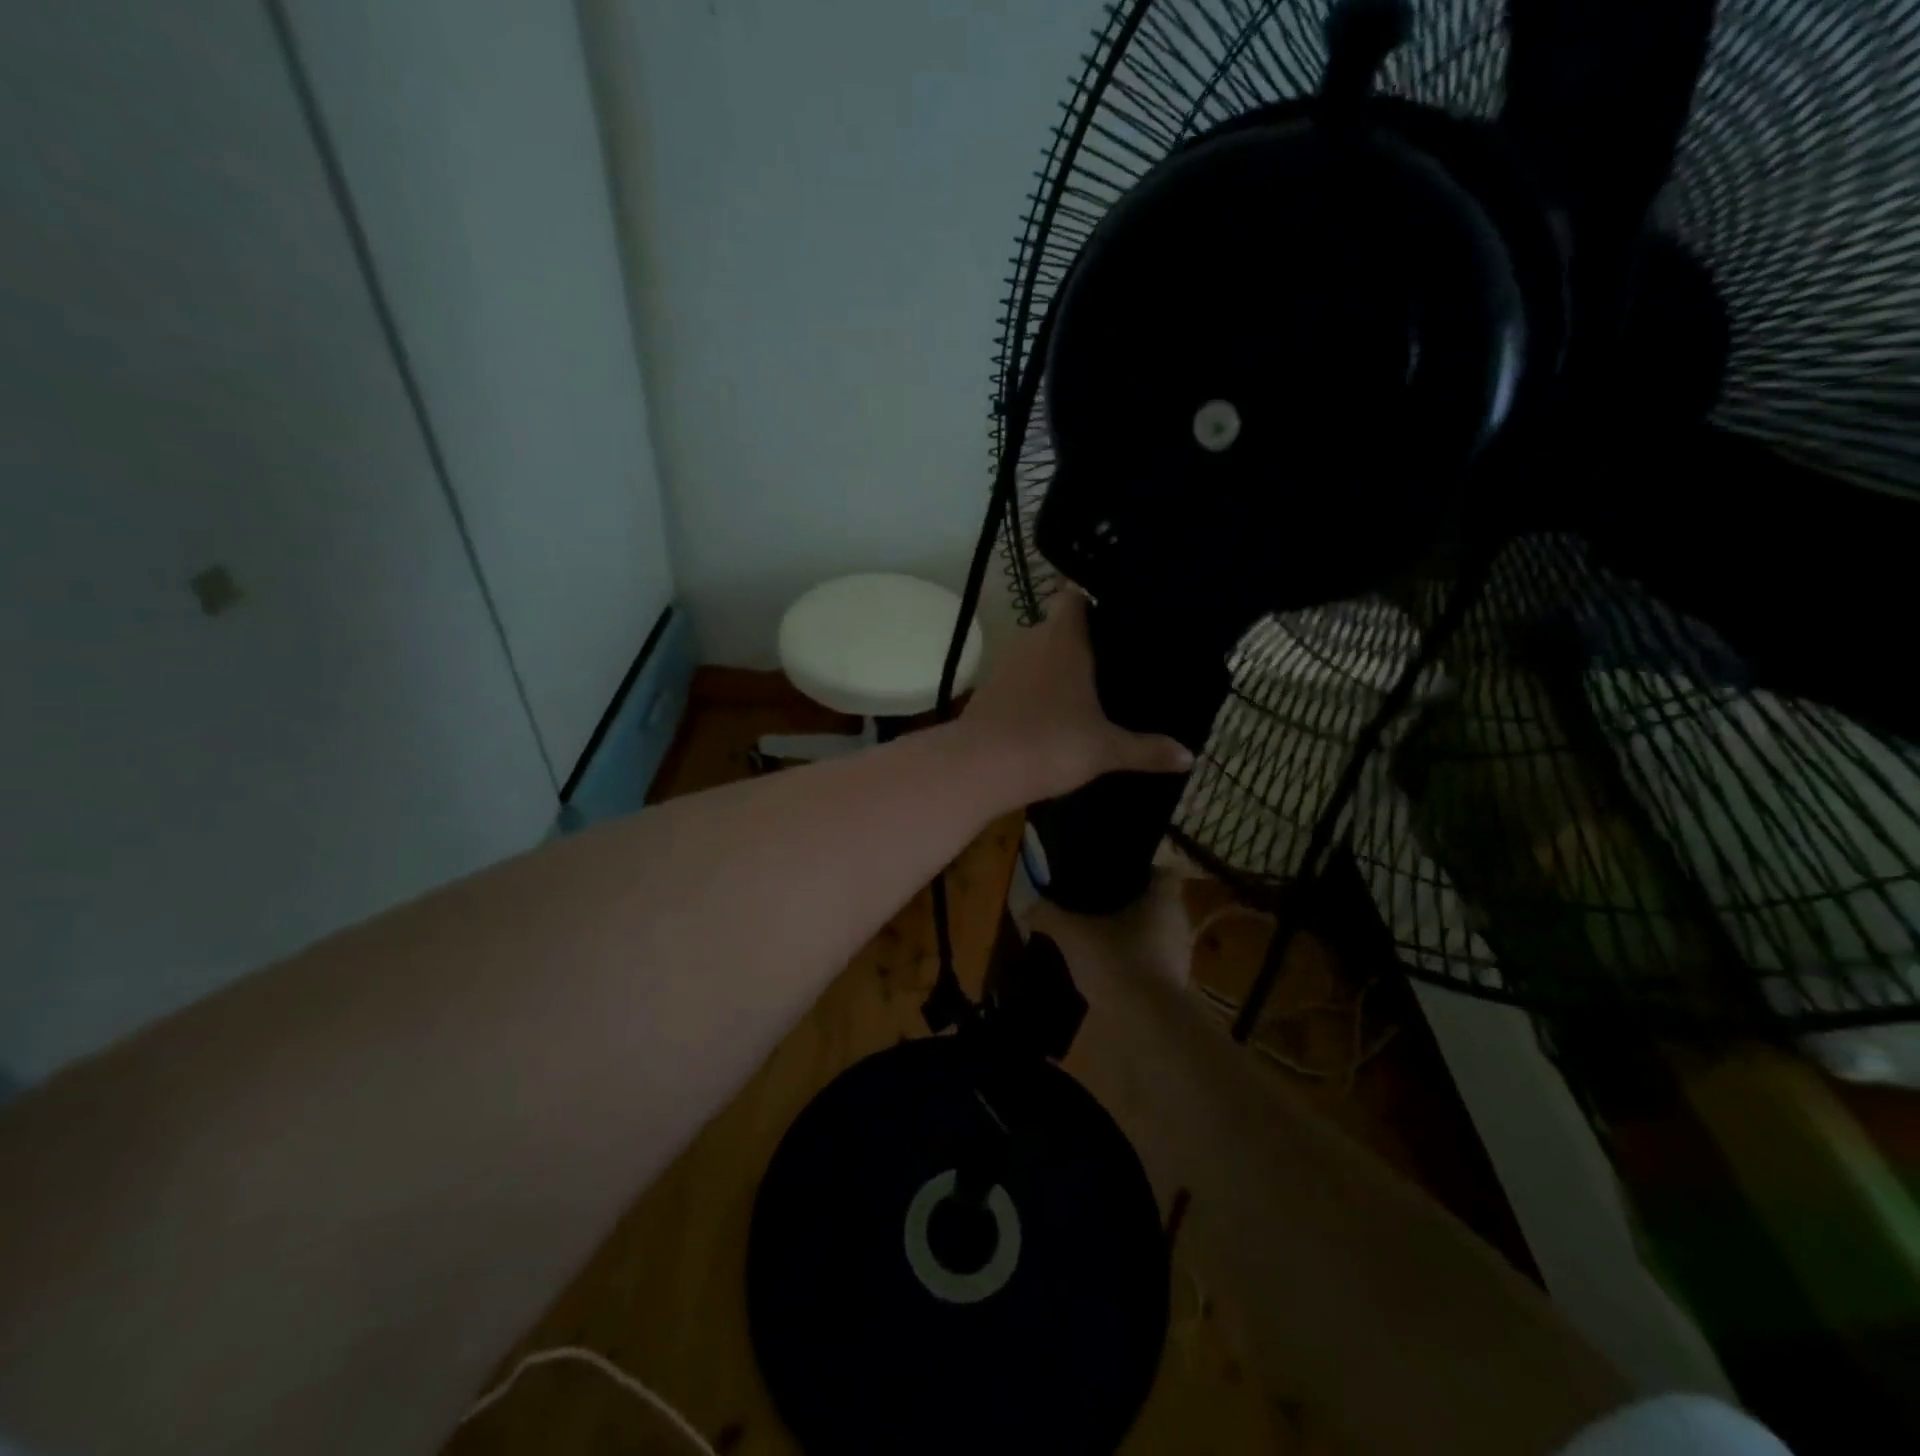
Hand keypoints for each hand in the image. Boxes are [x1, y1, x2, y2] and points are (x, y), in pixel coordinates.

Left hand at [958, 589, 1193, 806]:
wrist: (980, 768)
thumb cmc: (1051, 744)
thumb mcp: (1106, 749)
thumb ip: (1147, 749)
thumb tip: (1190, 757)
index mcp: (1063, 639)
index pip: (1074, 597)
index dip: (1092, 598)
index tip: (1116, 612)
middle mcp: (1031, 641)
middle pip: (1057, 626)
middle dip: (1081, 639)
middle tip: (1112, 657)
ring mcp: (1004, 665)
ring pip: (1035, 653)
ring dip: (1054, 666)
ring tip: (1085, 685)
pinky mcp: (987, 690)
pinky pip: (1018, 678)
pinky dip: (1033, 688)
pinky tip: (1049, 711)